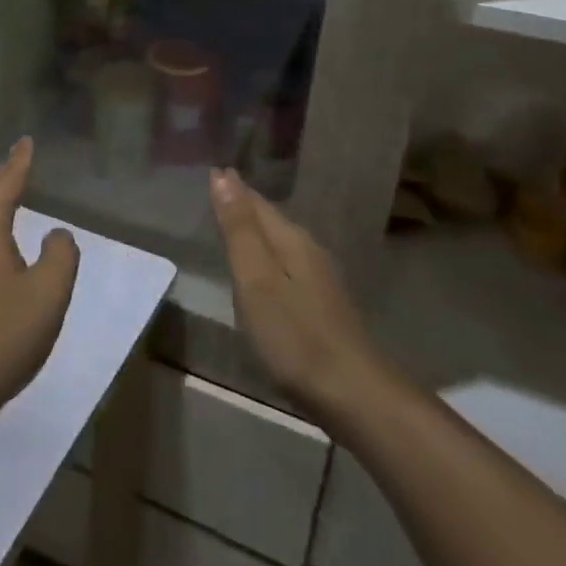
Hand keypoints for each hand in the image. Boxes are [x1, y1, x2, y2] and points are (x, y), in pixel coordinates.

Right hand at [209, 168, 385, 428]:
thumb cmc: (295, 336)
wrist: (355, 394)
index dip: (232, 188)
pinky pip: (287, 266)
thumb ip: (239, 229)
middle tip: (216, 190)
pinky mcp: (323, 306)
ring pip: (281, 243)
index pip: (256, 202)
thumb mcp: (256, 280)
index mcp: (291, 240)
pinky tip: (262, 271)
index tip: (211, 171)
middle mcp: (309, 251)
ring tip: (232, 224)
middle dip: (244, 205)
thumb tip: (222, 175)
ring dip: (256, 231)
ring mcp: (321, 280)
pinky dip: (268, 258)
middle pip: (271, 220)